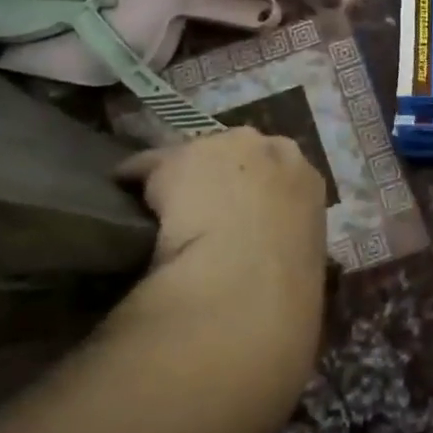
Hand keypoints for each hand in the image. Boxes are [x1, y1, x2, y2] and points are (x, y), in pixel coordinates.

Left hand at [114, 128, 327, 384]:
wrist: (247, 276)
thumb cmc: (287, 284)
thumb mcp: (302, 263)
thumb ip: (287, 248)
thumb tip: (274, 266)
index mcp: (308, 179)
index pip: (282, 173)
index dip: (259, 195)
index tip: (244, 219)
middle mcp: (272, 150)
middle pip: (241, 152)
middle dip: (224, 175)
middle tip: (206, 214)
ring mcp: (224, 148)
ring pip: (196, 157)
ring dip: (184, 178)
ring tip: (165, 211)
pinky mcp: (174, 158)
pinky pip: (146, 168)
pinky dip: (134, 185)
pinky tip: (125, 210)